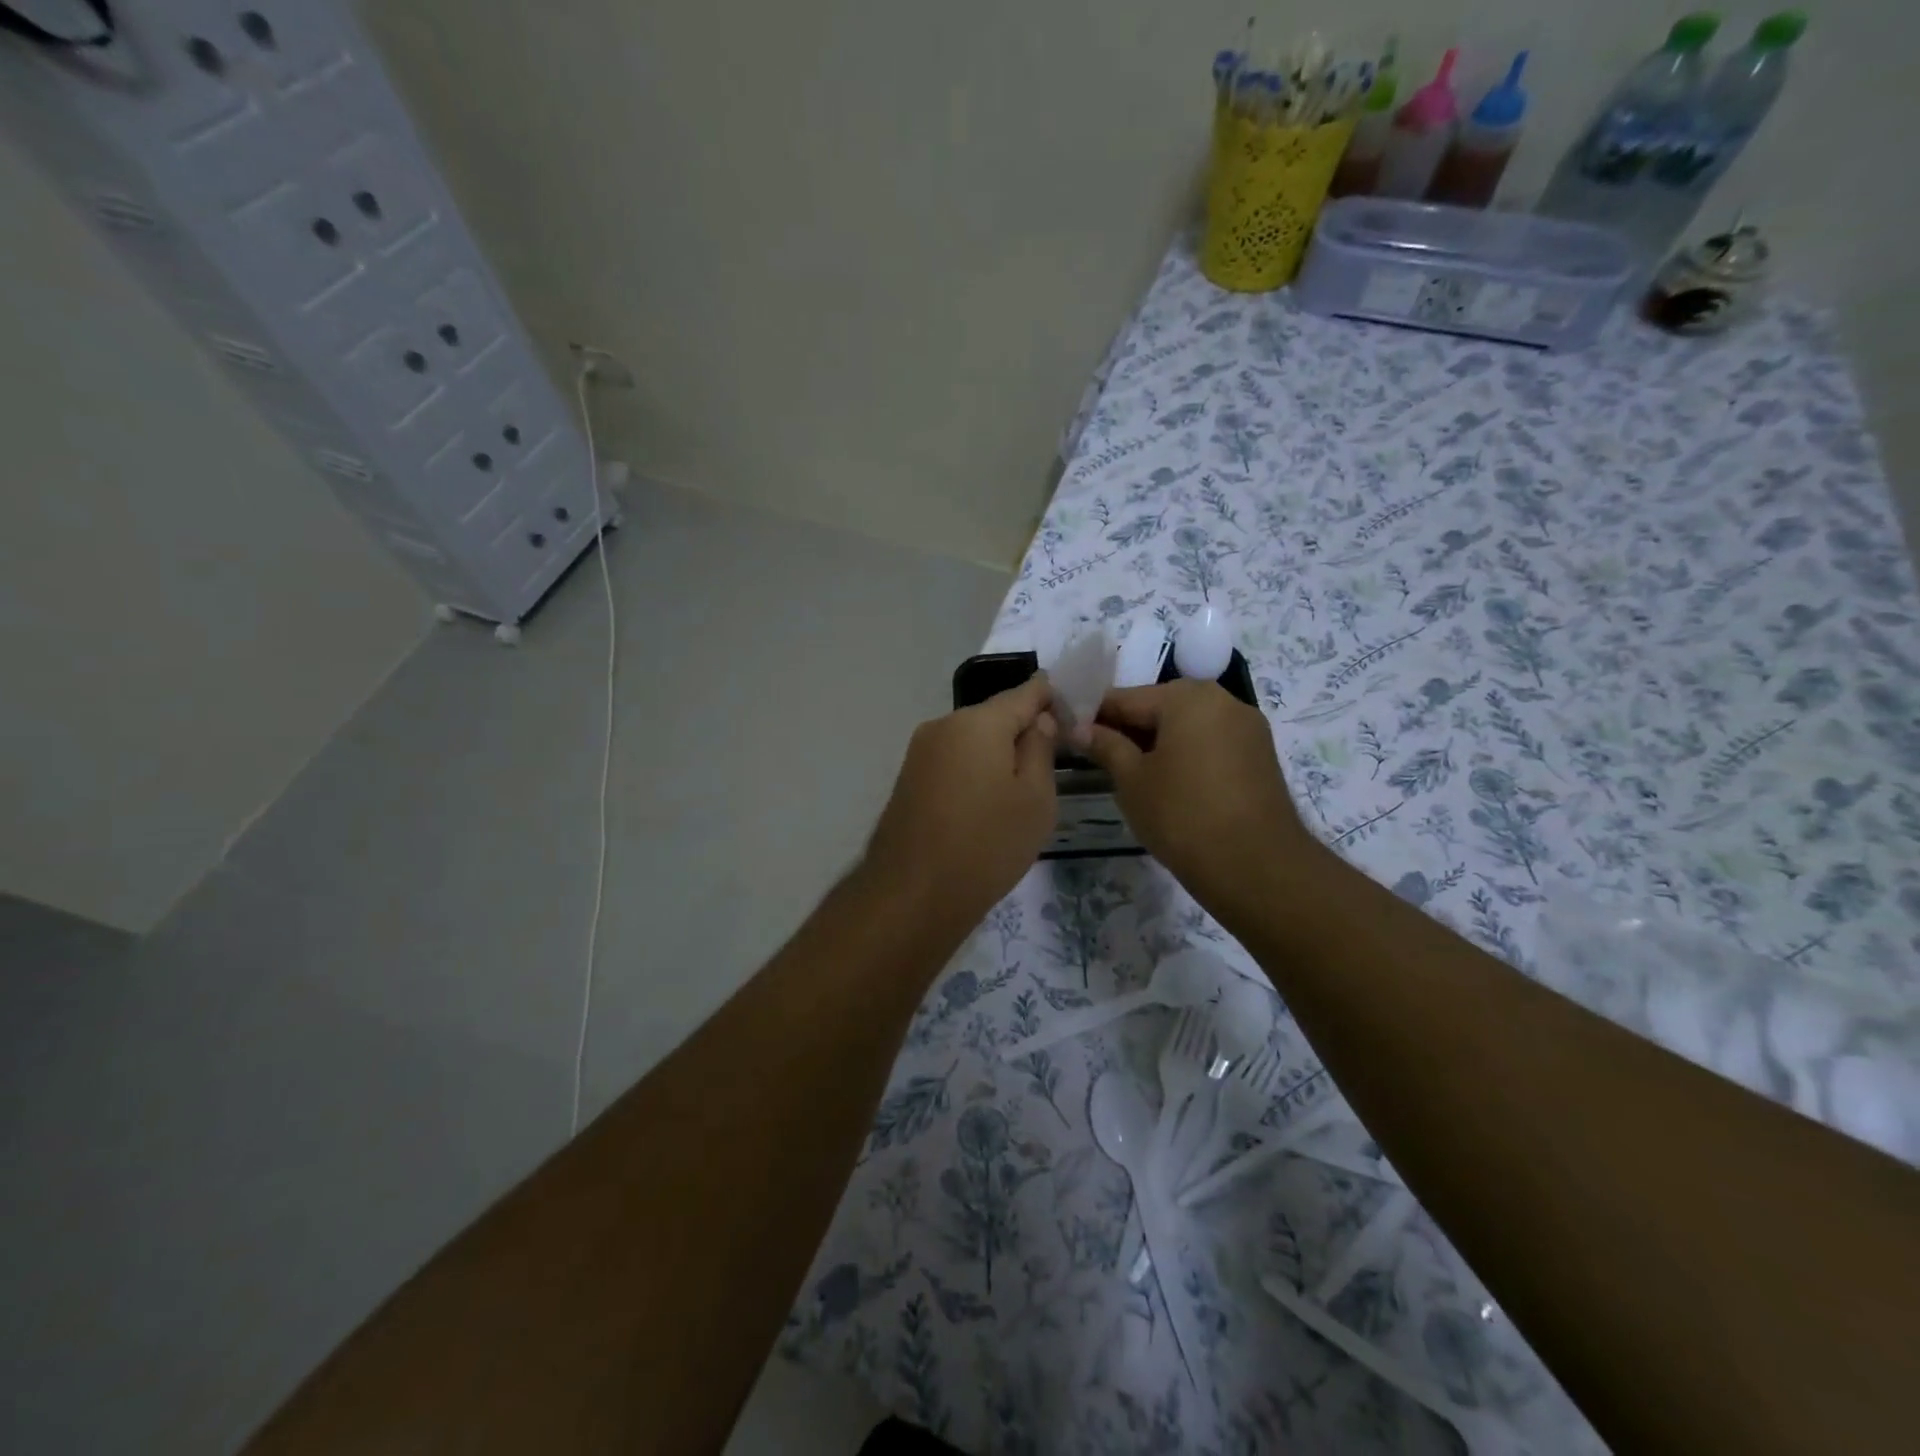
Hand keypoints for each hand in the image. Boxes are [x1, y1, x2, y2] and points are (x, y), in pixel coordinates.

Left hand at [863, 675, 1058, 935]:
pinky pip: (953, 762)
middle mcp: (943, 725)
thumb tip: (1038, 721)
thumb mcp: (1035, 799)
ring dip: (997, 754)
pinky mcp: (908, 779)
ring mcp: (919, 752)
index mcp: (977, 722)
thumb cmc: (987, 845)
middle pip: (995, 716)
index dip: (1052, 697)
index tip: (1074, 712)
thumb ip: (1040, 749)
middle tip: (1051, 762)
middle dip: (1023, 730)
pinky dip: (974, 772)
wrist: (913, 895)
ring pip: (972, 740)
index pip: (1025, 692)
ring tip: (1020, 791)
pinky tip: (986, 805)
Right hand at [1084, 681, 1326, 928]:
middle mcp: (1222, 699)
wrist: (1257, 867)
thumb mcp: (1131, 780)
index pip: (1124, 698)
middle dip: (1127, 729)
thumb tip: (1078, 728)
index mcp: (1187, 696)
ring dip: (1157, 743)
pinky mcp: (1260, 755)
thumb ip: (1104, 745)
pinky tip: (1169, 784)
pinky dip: (1186, 755)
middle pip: (1159, 707)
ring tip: (1132, 776)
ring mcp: (1247, 727)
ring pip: (1186, 725)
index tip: (1068, 735)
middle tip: (1098, 759)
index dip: (1092, 717)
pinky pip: (1210, 743)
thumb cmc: (1182, 815)